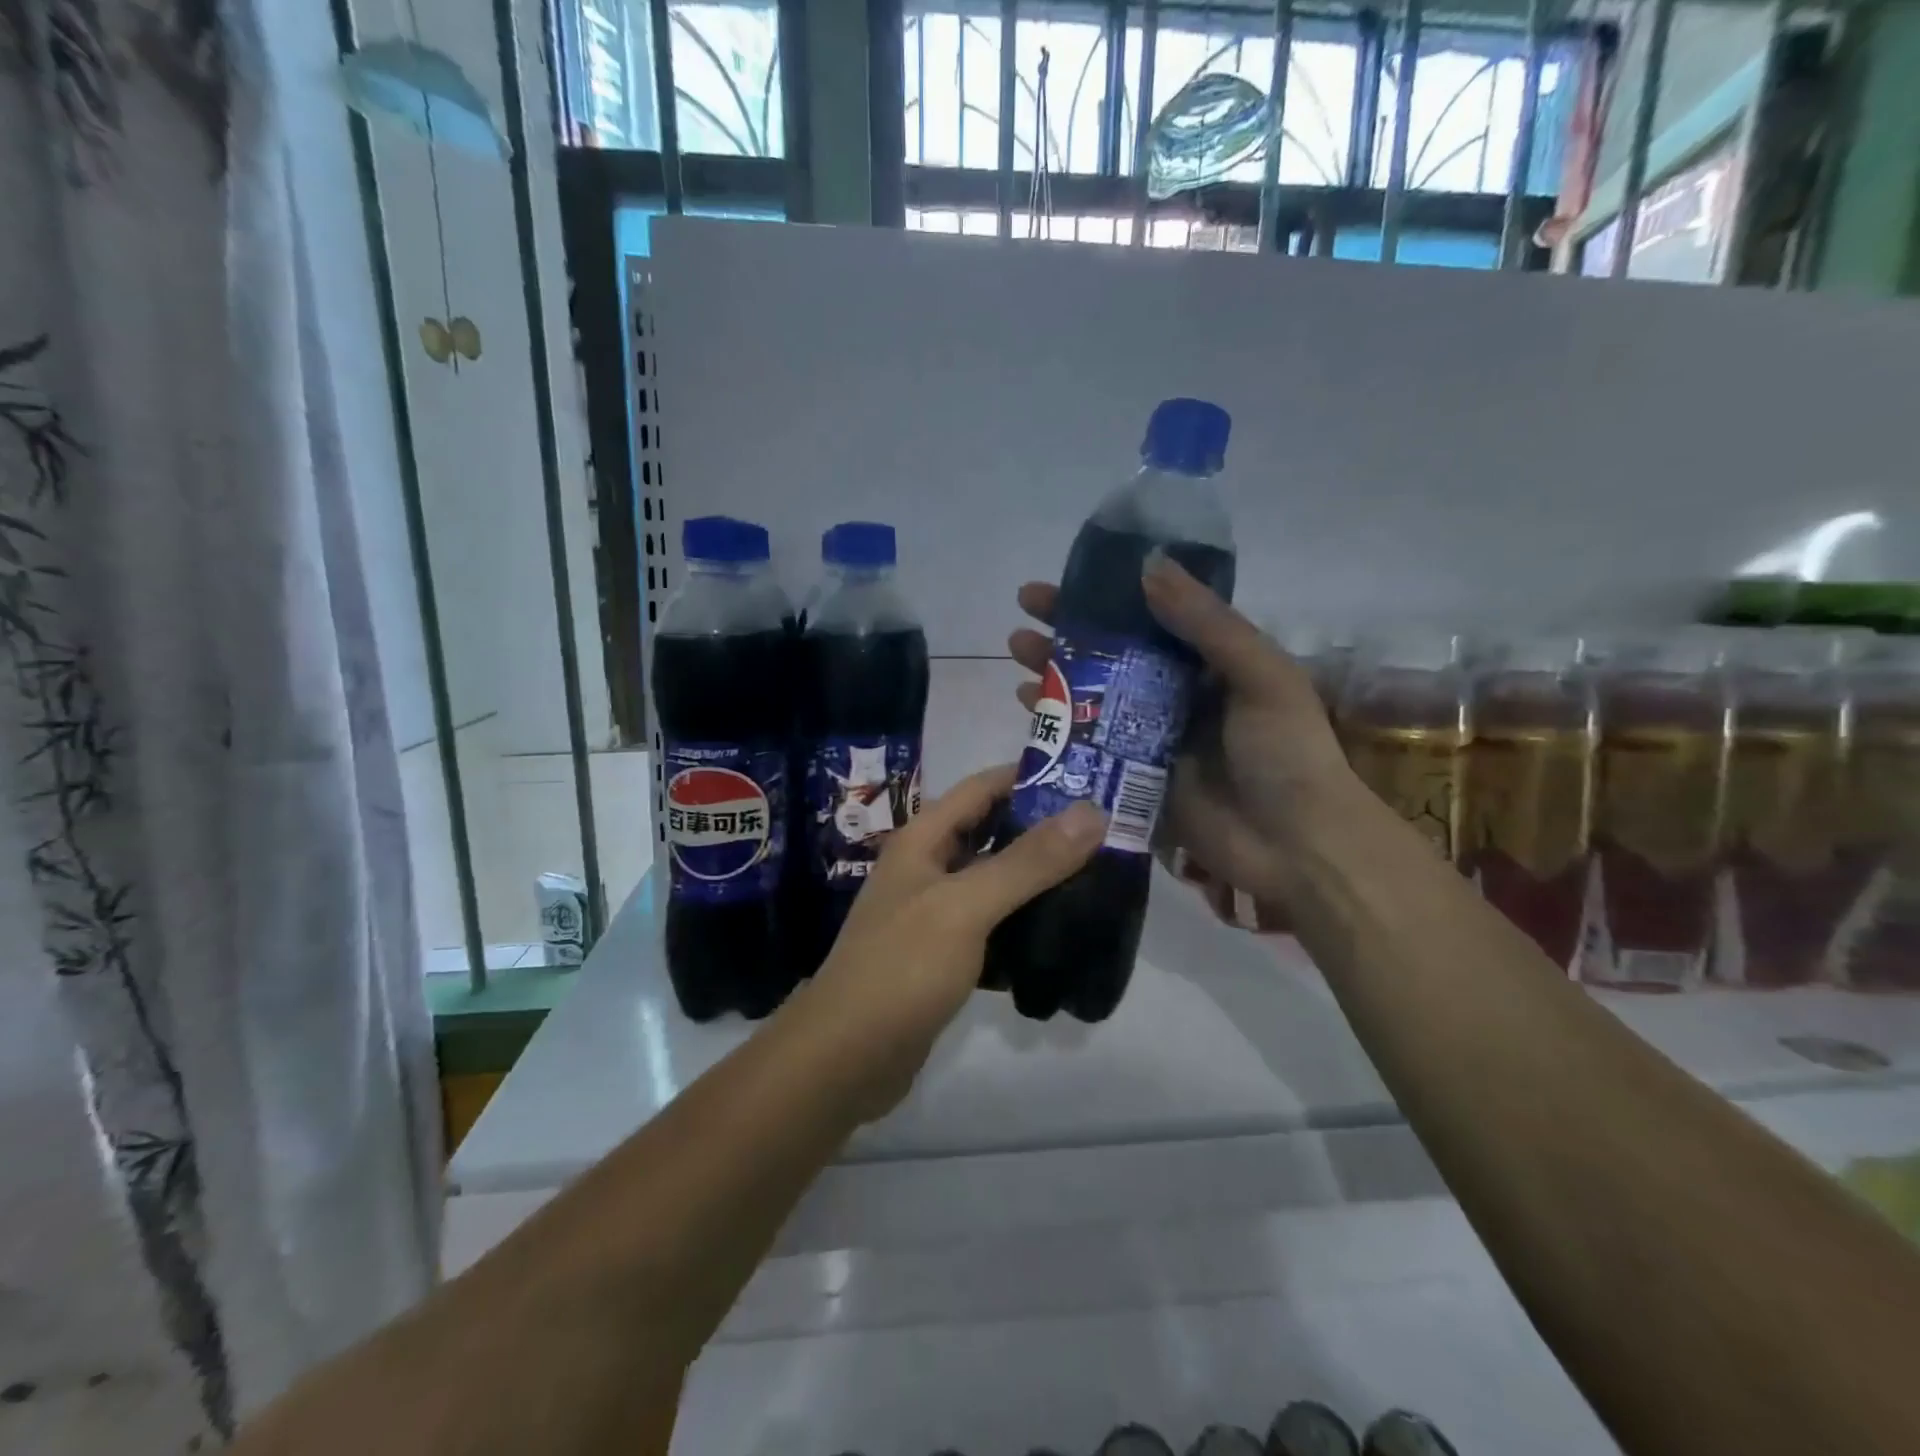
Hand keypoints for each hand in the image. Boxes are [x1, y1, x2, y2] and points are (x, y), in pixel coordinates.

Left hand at [804, 764, 1103, 1118]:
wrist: (846, 1057)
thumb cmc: (902, 967)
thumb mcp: (966, 906)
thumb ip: (1028, 861)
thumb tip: (1091, 812)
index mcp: (923, 839)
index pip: (982, 787)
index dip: (1031, 776)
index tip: (1089, 778)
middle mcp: (927, 867)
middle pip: (991, 832)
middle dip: (1043, 828)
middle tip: (1106, 832)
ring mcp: (934, 912)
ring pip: (994, 879)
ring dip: (1037, 876)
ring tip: (1097, 876)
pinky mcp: (944, 954)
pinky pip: (992, 923)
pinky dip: (1023, 920)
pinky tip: (1063, 931)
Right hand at [1009, 555, 1356, 927]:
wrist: (1294, 847)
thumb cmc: (1283, 752)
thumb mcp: (1259, 674)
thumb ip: (1206, 623)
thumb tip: (1146, 565)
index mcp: (1209, 662)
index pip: (1149, 616)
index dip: (1107, 596)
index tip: (1064, 580)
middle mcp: (1175, 693)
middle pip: (1112, 653)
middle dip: (1068, 631)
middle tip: (1023, 614)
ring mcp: (1151, 737)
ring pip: (1093, 695)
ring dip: (1055, 672)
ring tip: (1016, 651)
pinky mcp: (1133, 777)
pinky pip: (1088, 743)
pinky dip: (1058, 723)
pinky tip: (1025, 706)